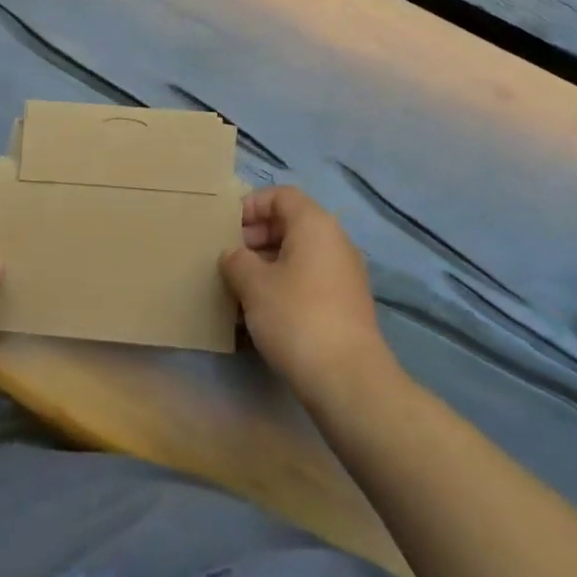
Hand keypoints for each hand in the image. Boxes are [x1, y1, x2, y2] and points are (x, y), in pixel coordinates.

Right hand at [221, 186, 391, 402]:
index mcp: (315, 224)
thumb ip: (236, 260)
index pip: (281, 195)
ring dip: (268, 264)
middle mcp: (335, 240)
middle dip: (256, 236)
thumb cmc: (296, 317)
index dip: (251, 205)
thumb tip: (234, 255)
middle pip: (291, 223)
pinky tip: (264, 312)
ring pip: (299, 254)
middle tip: (230, 259)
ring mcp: (345, 273)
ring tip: (241, 288)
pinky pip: (309, 279)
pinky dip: (285, 284)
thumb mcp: (254, 285)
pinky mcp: (346, 304)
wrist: (349, 380)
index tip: (227, 229)